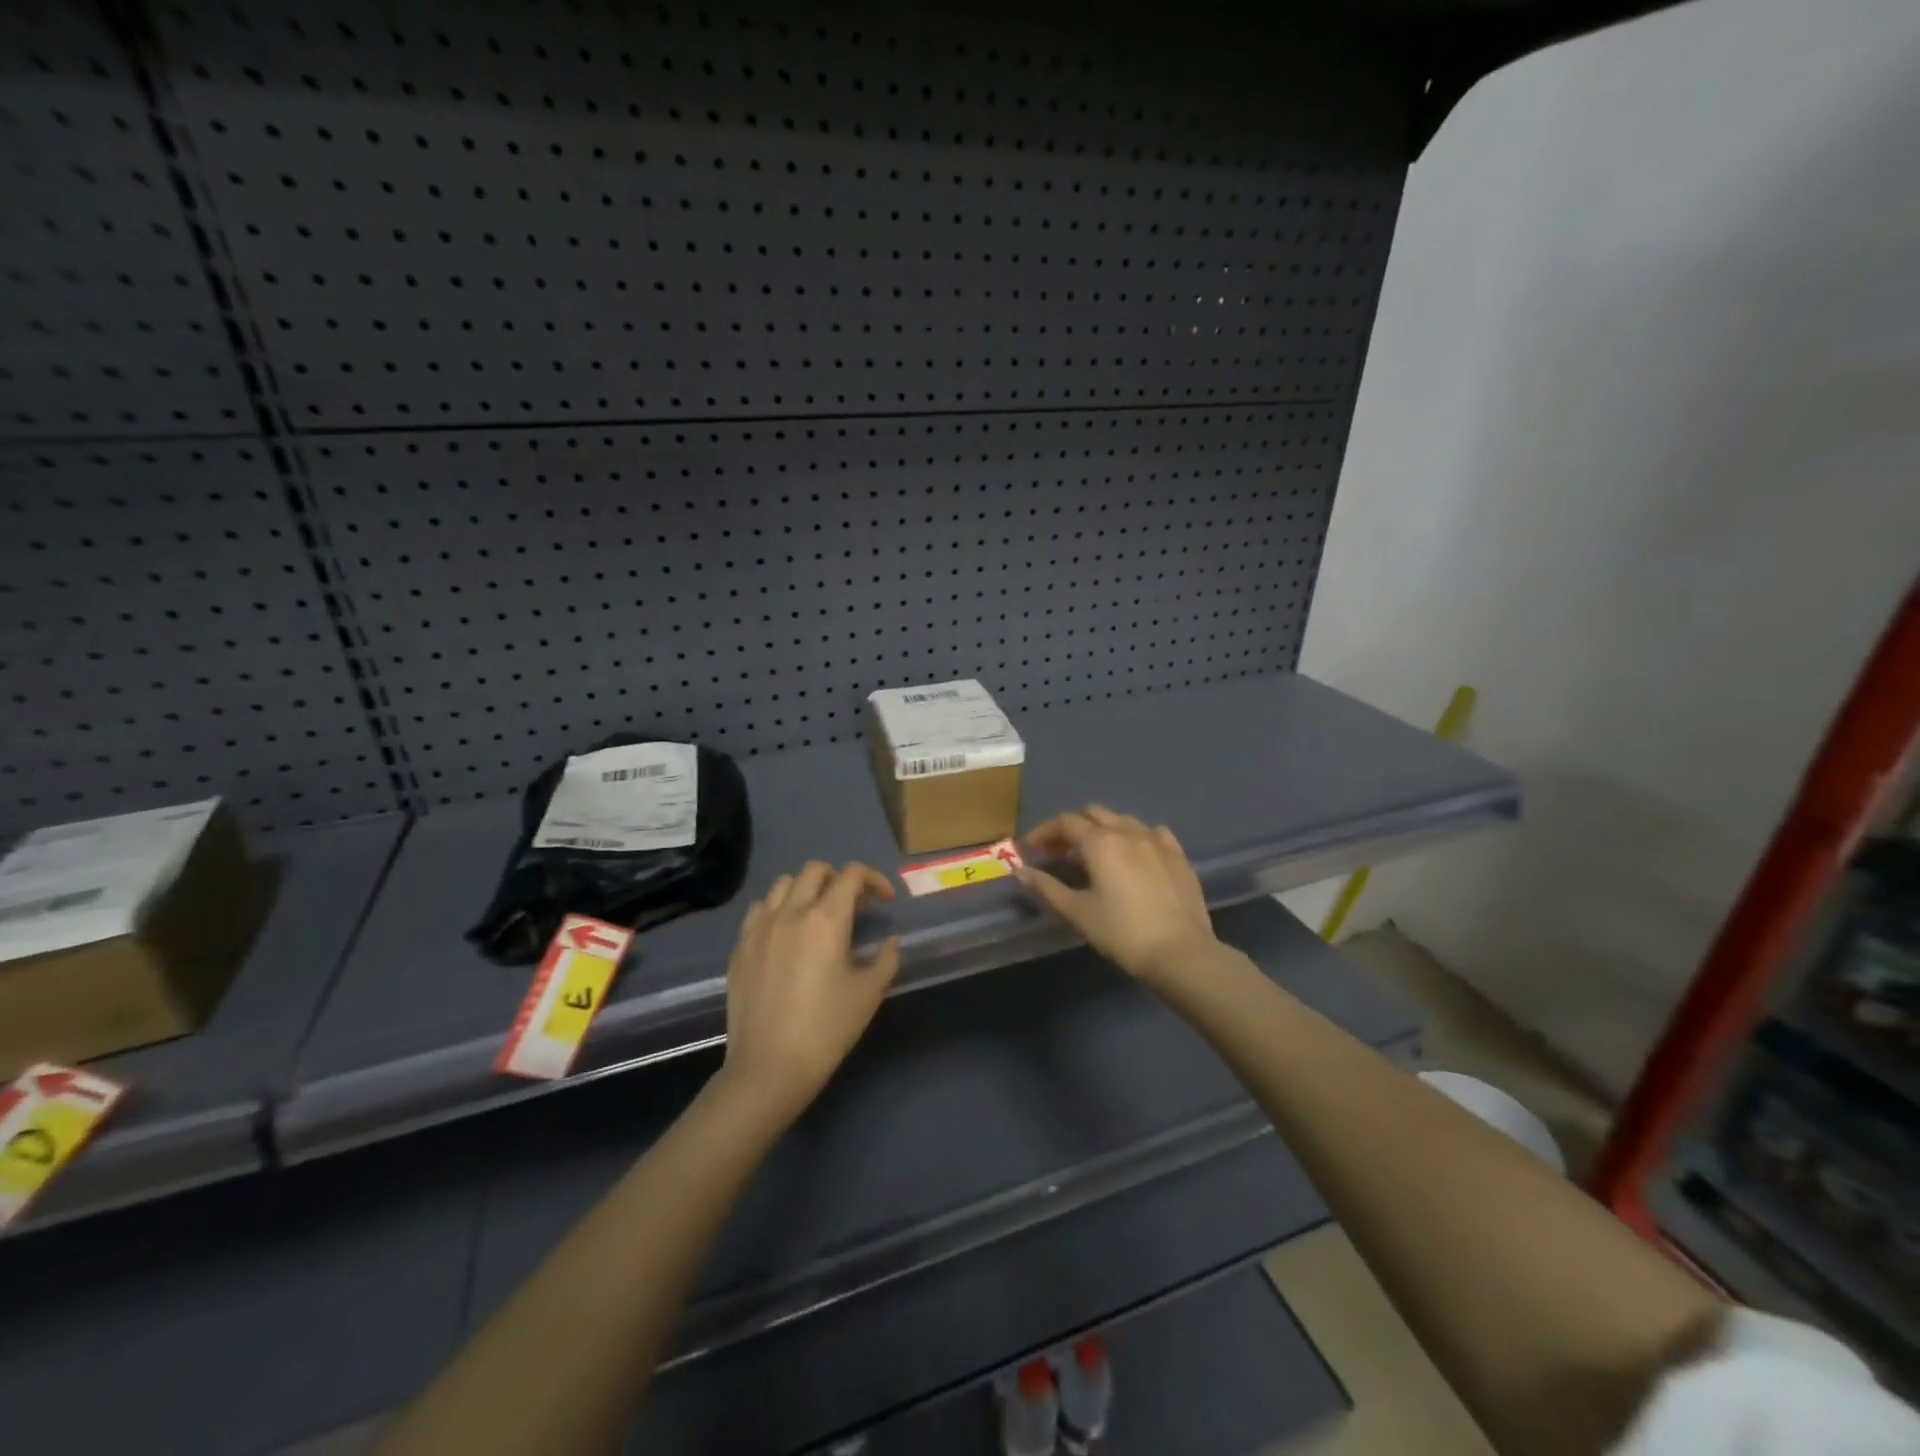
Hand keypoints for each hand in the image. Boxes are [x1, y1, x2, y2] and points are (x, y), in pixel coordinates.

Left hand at [719, 860, 900, 1122]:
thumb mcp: (869, 994)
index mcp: (826, 920)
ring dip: (806, 889)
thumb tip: (889, 941)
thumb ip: (885, 959)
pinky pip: (759, 909)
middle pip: (815, 870)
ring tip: (817, 915)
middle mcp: (790, 912)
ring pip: (783, 883)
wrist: (768, 1068)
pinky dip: (778, 908)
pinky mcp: (740, 946)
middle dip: (839, 878)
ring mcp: (759, 927)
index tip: (884, 901)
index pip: (851, 875)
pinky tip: (786, 933)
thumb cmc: (826, 1030)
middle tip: (853, 906)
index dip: (874, 879)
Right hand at [1017, 805, 1218, 984]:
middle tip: (1059, 852)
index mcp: (1100, 842)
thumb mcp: (1077, 912)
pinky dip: (1135, 836)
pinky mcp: (1178, 855)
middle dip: (1072, 827)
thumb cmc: (1121, 932)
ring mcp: (1157, 840)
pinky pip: (1152, 832)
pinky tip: (1134, 854)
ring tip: (1095, 854)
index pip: (1065, 822)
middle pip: (1094, 813)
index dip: (1044, 831)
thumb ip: (1047, 888)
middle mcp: (1128, 831)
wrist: (1180, 952)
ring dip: (1103, 829)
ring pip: (1123, 820)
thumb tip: (1021, 872)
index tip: (1031, 848)